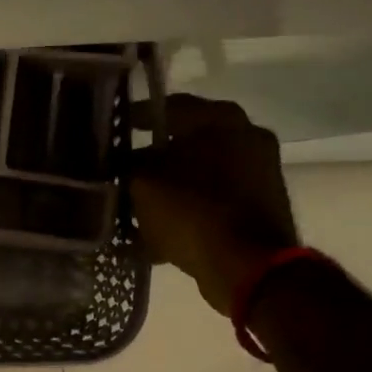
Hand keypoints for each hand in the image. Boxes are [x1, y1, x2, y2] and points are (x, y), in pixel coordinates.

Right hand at [130, 95, 298, 315]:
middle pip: (185, 142)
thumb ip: (127, 165)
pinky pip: (211, 201)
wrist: (246, 265)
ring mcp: (258, 172)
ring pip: (197, 173)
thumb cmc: (190, 211)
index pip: (167, 106)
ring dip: (169, 188)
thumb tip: (122, 160)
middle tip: (121, 174)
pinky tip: (157, 232)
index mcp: (220, 119)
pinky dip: (187, 211)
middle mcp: (246, 136)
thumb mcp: (141, 183)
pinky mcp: (259, 205)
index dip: (135, 119)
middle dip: (152, 159)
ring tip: (135, 208)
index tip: (112, 133)